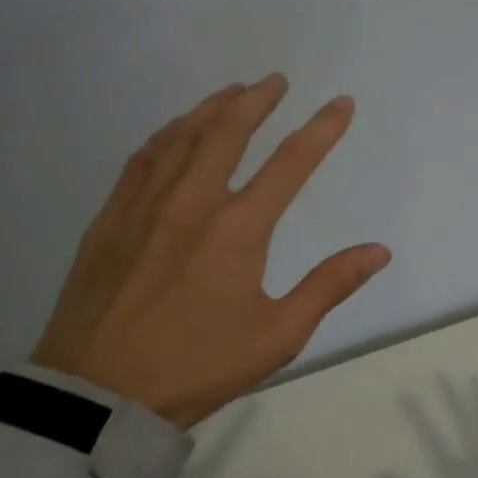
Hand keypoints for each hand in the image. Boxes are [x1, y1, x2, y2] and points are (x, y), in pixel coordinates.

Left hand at [32, 75, 391, 429]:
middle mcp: (191, 202)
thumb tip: (379, 251)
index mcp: (237, 229)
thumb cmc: (196, 367)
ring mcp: (144, 206)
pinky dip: (168, 134)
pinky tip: (175, 131)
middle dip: (257, 100)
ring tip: (232, 93)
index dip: (322, 129)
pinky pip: (143, 158)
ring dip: (211, 108)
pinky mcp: (109, 219)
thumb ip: (329, 286)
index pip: (291, 163)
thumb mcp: (277, 336)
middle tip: (275, 81)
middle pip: (228, 131)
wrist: (98, 396)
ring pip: (181, 136)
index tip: (341, 103)